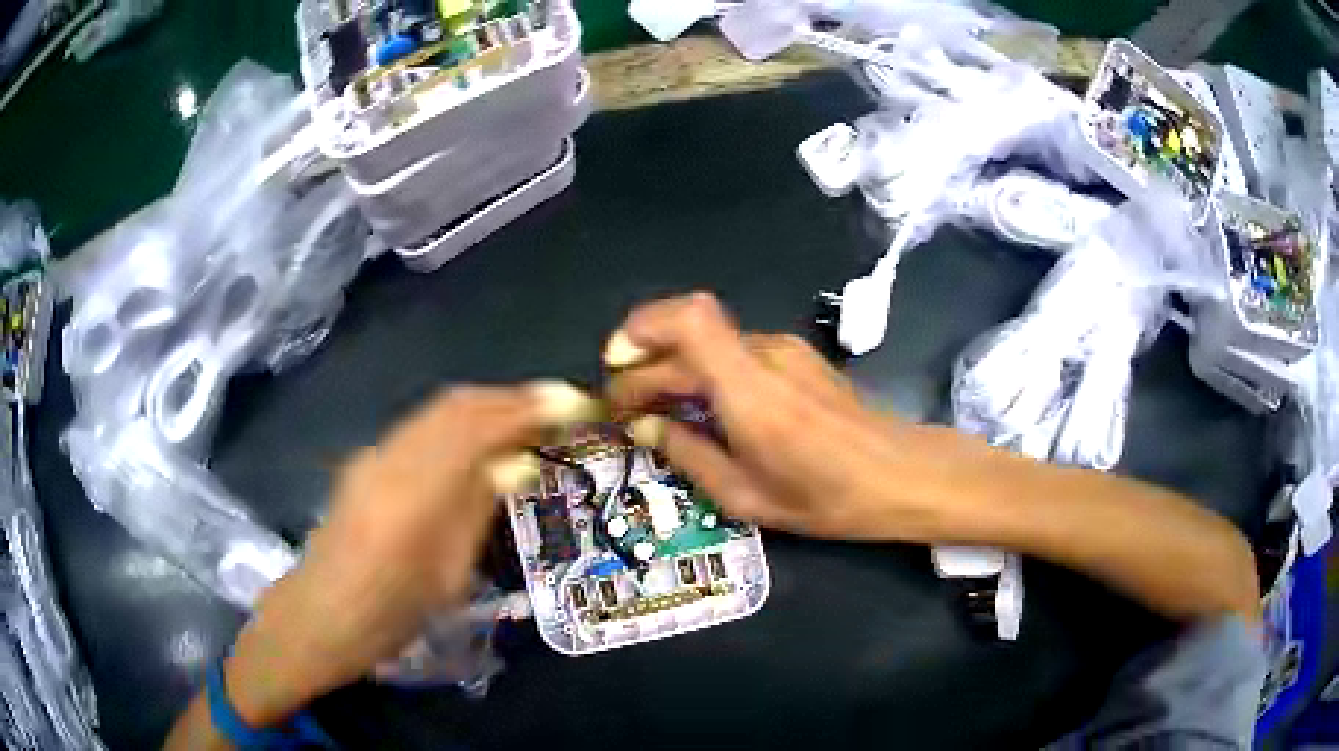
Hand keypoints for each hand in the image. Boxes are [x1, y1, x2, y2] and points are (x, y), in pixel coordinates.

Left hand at [223, 383, 598, 725]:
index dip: (528, 408)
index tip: (572, 403)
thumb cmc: (393, 613)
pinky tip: (479, 440)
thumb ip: (478, 508)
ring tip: (527, 418)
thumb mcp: (449, 574)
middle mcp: (391, 457)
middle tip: (556, 406)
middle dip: (510, 398)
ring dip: (486, 406)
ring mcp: (374, 453)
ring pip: (438, 410)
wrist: (323, 613)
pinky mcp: (367, 458)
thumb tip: (519, 462)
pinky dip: (460, 422)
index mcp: (415, 494)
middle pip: (456, 403)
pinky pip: (423, 426)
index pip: (477, 426)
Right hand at [605, 293, 978, 541]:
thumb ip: (689, 455)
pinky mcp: (795, 355)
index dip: (641, 329)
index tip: (615, 371)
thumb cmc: (826, 498)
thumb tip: (647, 427)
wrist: (899, 473)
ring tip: (657, 411)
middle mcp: (764, 355)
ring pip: (708, 342)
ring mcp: (783, 350)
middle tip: (624, 410)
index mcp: (750, 391)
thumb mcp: (746, 498)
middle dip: (643, 365)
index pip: (687, 319)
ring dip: (672, 367)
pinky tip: (703, 407)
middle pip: (686, 335)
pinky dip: (703, 370)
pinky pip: (733, 352)